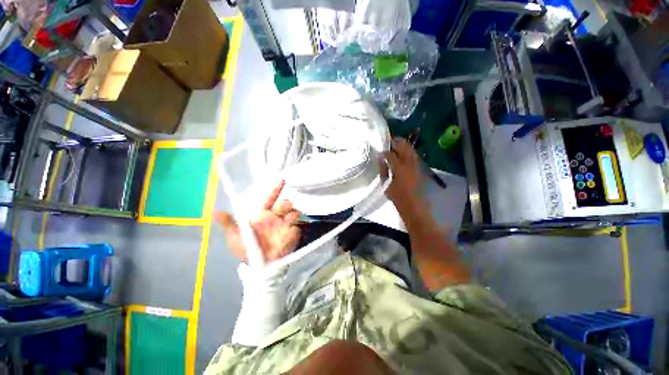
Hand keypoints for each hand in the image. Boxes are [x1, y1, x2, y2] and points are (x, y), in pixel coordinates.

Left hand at [214, 180, 300, 263]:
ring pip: (293, 214)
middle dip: (286, 203)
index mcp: (262, 215)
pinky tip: (291, 232)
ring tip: (290, 218)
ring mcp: (285, 226)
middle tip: (286, 204)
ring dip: (293, 214)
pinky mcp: (292, 235)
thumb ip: (229, 224)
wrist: (259, 266)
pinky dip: (295, 229)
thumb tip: (213, 212)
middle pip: (284, 206)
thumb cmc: (246, 248)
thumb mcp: (235, 236)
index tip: (282, 180)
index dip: (275, 190)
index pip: (269, 199)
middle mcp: (275, 218)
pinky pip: (296, 229)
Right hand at [380, 138, 425, 209]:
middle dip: (395, 141)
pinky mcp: (419, 167)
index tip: (379, 151)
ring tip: (395, 145)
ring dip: (403, 145)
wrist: (414, 205)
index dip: (384, 151)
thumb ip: (383, 171)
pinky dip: (408, 151)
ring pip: (410, 148)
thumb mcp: (386, 184)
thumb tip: (381, 160)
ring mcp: (416, 164)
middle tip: (388, 141)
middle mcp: (409, 163)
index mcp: (399, 168)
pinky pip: (413, 154)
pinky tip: (403, 153)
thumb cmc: (398, 197)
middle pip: (403, 146)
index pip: (390, 154)